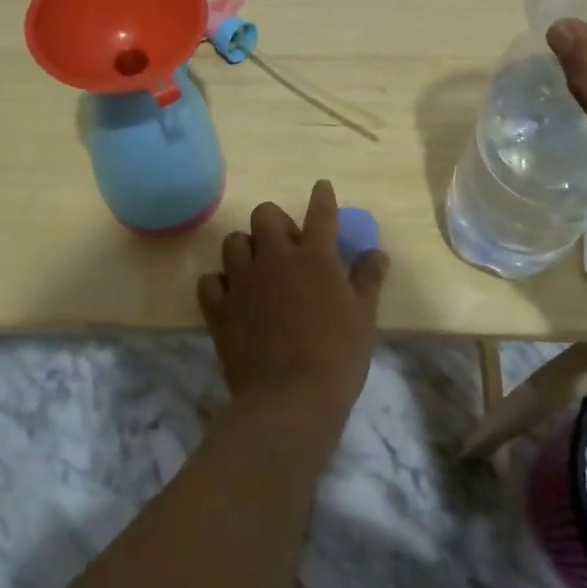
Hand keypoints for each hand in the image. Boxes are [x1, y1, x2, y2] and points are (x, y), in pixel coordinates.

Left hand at [197, 181, 388, 430]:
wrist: (290, 400)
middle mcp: (275, 259)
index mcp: (315, 258)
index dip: (322, 197)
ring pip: (233, 242)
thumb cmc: (337, 357)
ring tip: (256, 267)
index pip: (320, 213)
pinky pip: (209, 281)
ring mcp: (242, 282)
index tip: (321, 188)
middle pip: (265, 215)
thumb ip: (368, 279)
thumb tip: (377, 252)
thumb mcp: (364, 317)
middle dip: (275, 221)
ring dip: (245, 248)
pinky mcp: (219, 309)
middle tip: (287, 244)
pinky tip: (231, 295)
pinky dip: (219, 283)